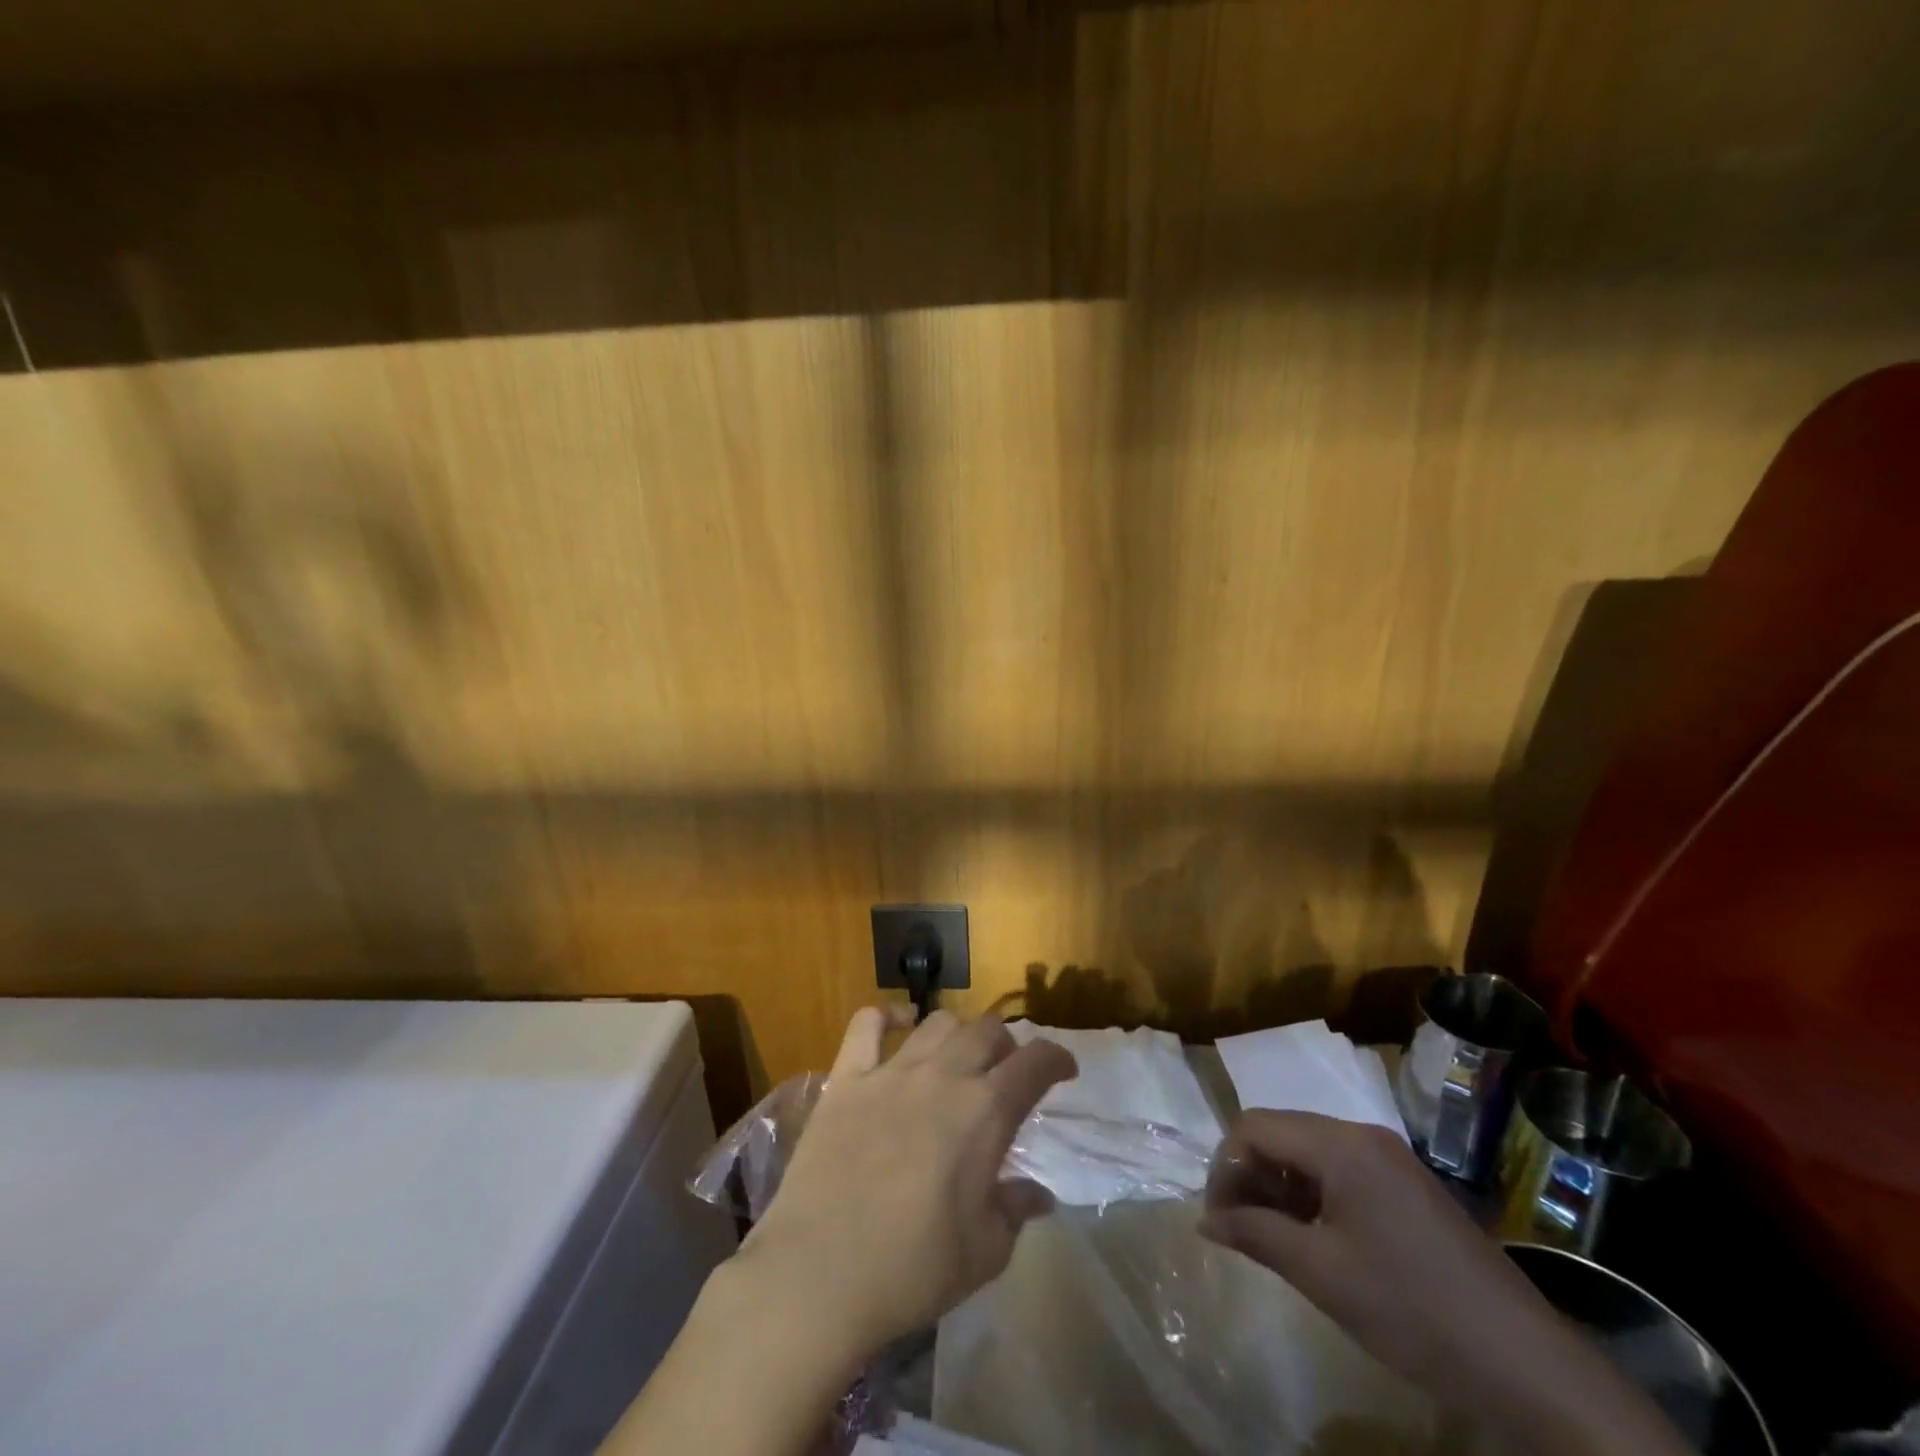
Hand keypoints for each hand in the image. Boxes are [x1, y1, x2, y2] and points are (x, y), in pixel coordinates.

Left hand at [740, 1007, 1078, 1362]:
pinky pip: (868, 1025)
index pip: (1036, 1062)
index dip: (1057, 1059)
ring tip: (957, 1057)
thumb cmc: (911, 1270)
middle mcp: (943, 1076)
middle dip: (1007, 1045)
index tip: (1063, 1070)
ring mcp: (892, 1071)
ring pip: (937, 1022)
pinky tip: (898, 1024)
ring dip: (958, 1033)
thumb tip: (1038, 1194)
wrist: (819, 1274)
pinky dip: (887, 1017)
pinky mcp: (847, 1078)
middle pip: (987, 1030)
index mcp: (985, 1112)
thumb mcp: (984, 1253)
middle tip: (1006, 1073)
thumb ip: (1015, 1211)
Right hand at [1200, 1110, 1552, 1393]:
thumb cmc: (1411, 1309)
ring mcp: (1390, 1158)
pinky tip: (1317, 1239)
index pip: (1254, 1126)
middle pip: (1281, 1133)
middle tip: (1240, 1229)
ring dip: (1281, 1186)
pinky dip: (1315, 1195)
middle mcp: (1363, 1135)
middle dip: (1251, 1175)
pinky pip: (1342, 1170)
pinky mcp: (1408, 1185)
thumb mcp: (1321, 1274)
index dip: (1225, 1167)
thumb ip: (1255, 1234)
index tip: (1218, 1217)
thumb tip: (1204, 1219)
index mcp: (1340, 1143)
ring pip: (1310, 1152)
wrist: (1527, 1365)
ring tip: (1274, 1238)